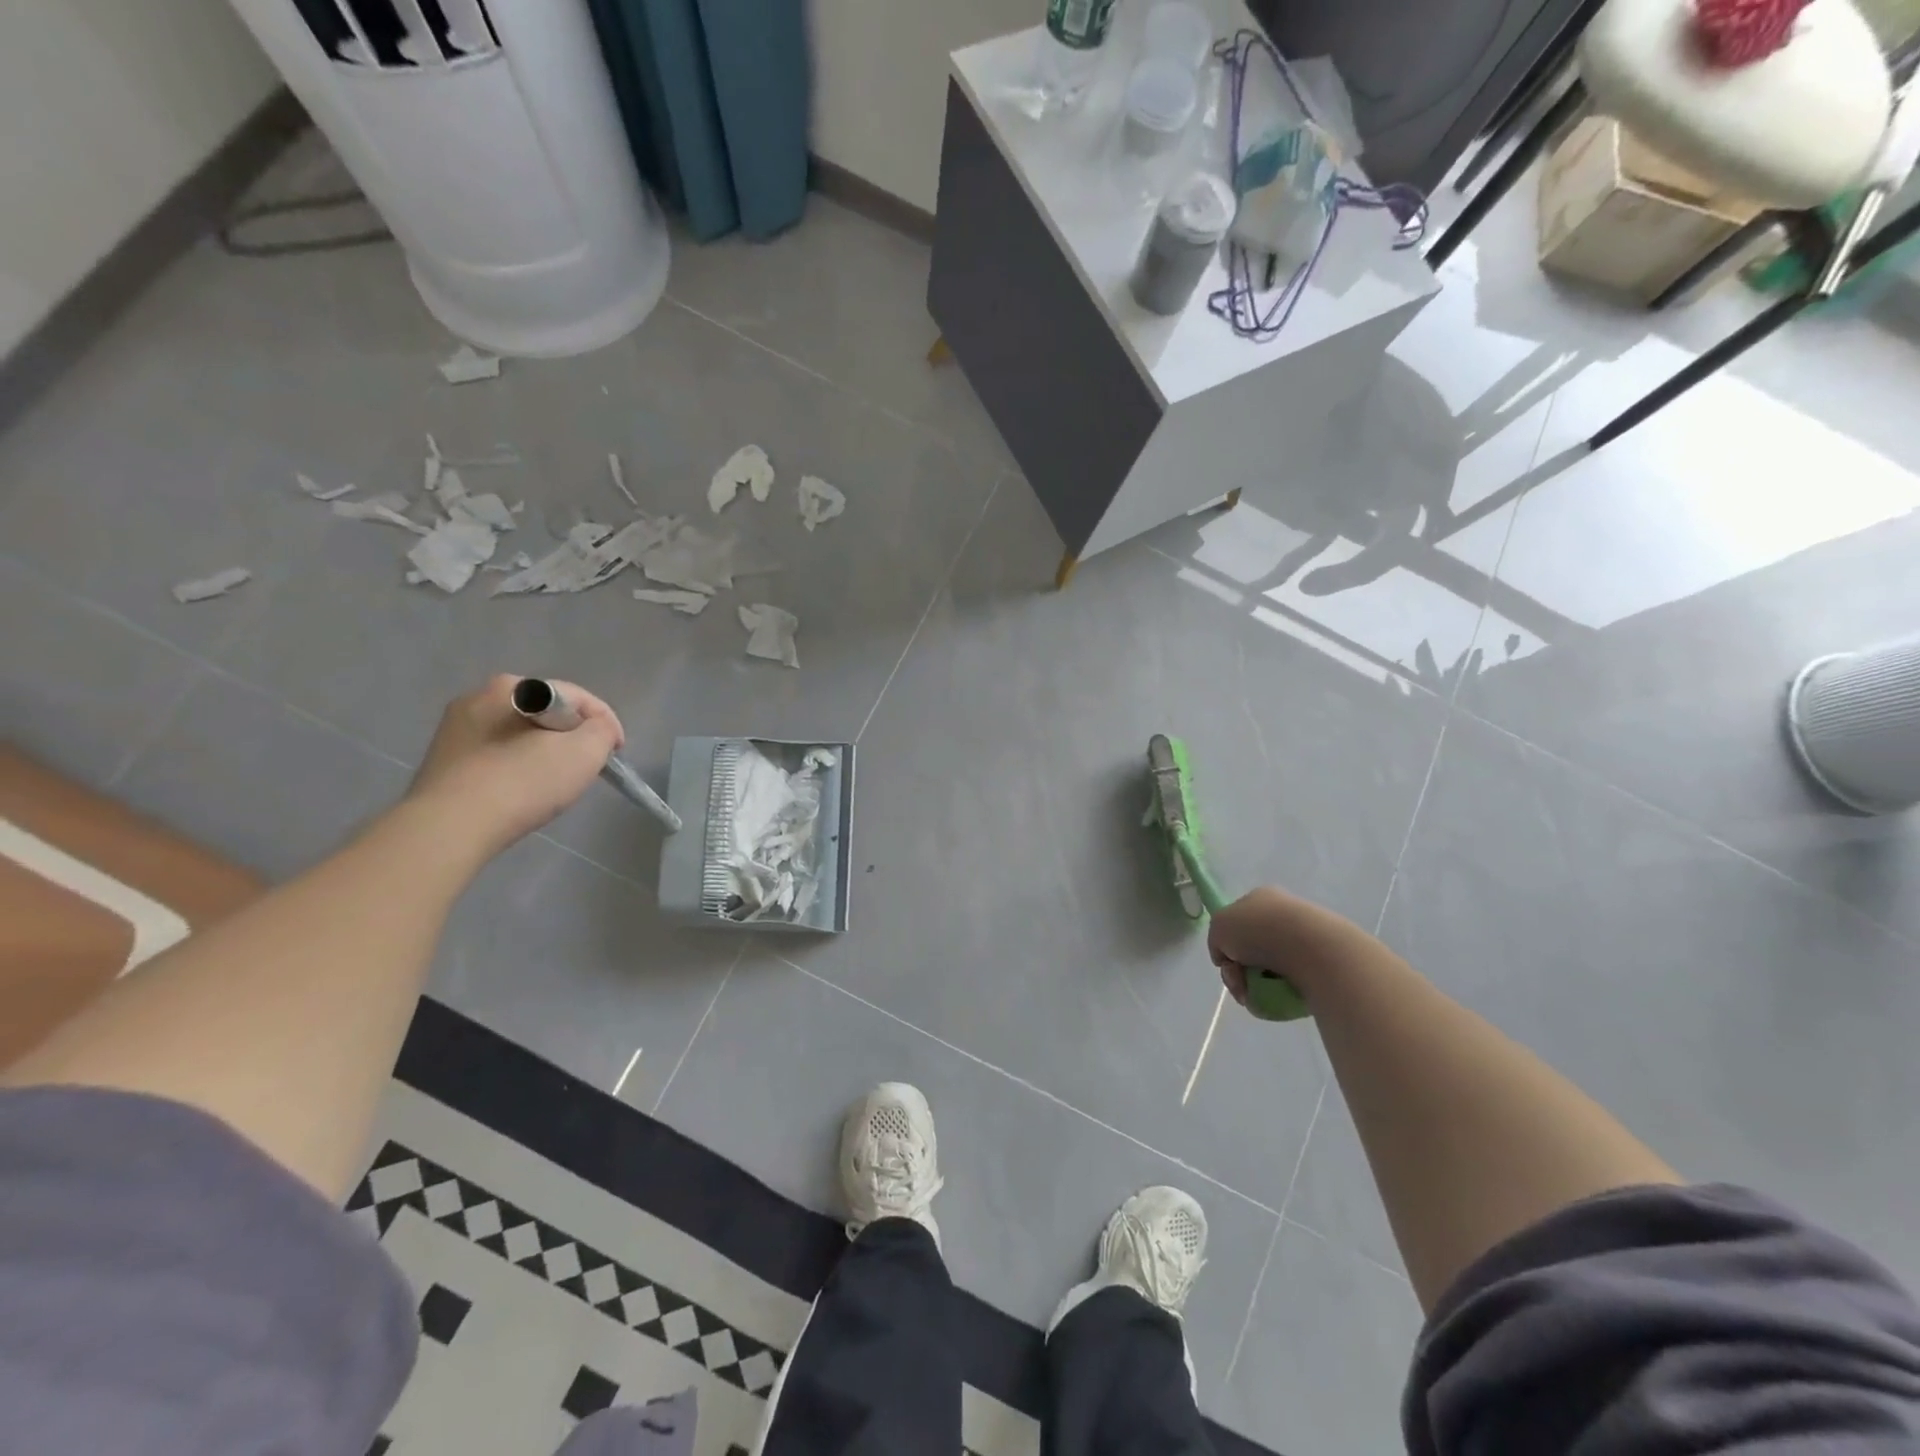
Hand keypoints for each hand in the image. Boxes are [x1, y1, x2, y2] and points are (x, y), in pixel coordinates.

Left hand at [408, 676, 624, 852]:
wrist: (449, 828)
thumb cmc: (523, 782)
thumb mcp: (585, 751)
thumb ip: (602, 730)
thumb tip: (597, 729)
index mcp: (513, 687)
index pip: (576, 697)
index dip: (604, 723)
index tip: (616, 752)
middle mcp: (478, 696)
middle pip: (546, 714)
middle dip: (570, 736)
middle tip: (586, 767)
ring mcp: (454, 729)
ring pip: (518, 734)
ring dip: (542, 752)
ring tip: (553, 783)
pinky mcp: (442, 760)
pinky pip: (495, 755)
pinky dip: (515, 767)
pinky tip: (520, 792)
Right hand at [1208, 885, 1354, 1010]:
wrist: (1311, 949)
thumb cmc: (1258, 930)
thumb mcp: (1218, 927)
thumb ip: (1216, 940)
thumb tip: (1229, 959)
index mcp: (1260, 898)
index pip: (1236, 924)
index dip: (1227, 946)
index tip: (1227, 963)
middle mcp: (1283, 914)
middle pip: (1250, 950)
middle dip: (1240, 972)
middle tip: (1240, 985)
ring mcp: (1304, 939)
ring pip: (1270, 970)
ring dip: (1257, 986)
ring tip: (1258, 997)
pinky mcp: (1321, 963)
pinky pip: (1292, 983)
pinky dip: (1280, 993)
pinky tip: (1280, 996)